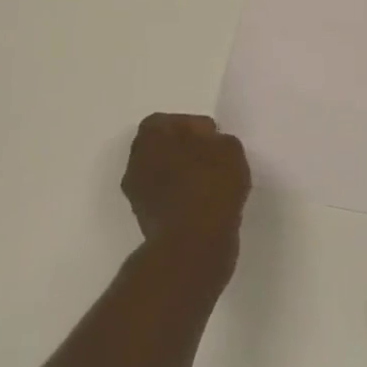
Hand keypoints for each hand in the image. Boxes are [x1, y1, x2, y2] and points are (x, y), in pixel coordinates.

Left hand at [122, 113, 249, 277]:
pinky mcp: (145, 222)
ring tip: (212, 186)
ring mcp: (137, 193)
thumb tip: (208, 146)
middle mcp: (136, 159)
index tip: (215, 141)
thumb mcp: (229, 148)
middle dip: (185, 152)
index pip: (173, 121)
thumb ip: (217, 140)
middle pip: (164, 148)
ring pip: (163, 176)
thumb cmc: (210, 184)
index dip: (195, 129)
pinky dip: (182, 201)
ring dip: (182, 178)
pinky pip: (167, 201)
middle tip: (213, 161)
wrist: (193, 244)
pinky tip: (205, 207)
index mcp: (151, 133)